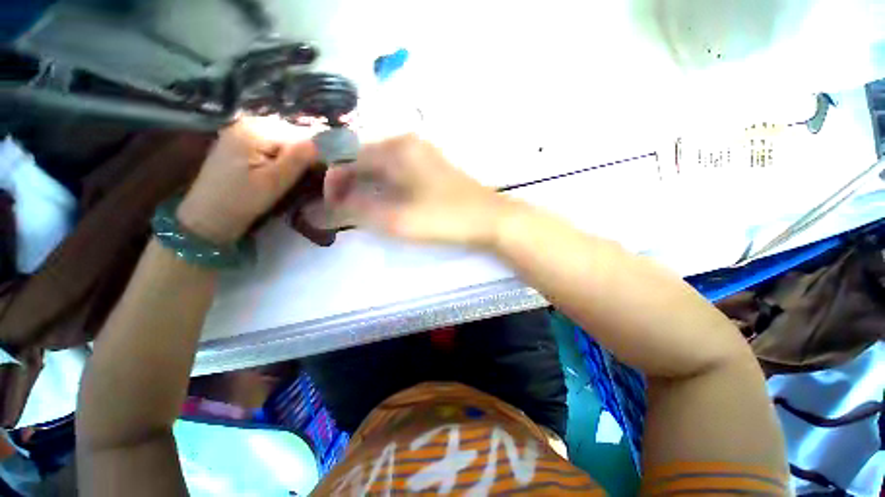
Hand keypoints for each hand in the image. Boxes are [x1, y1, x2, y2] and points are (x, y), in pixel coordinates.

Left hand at [177, 116, 318, 243]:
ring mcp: (241, 131)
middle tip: (302, 178)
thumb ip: (298, 159)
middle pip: (291, 136)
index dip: (312, 154)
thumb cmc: (242, 200)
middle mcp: (248, 123)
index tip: (316, 175)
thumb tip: (321, 144)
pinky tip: (276, 173)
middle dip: (301, 156)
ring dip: (292, 158)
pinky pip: (271, 145)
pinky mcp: (239, 143)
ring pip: (283, 142)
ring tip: (289, 177)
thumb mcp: (275, 181)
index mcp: (256, 129)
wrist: (208, 216)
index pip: (299, 135)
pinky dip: (280, 158)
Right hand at [324, 134, 511, 246]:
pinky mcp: (430, 166)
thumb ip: (356, 212)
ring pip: (379, 165)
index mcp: (395, 148)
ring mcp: (421, 153)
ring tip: (361, 210)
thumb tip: (319, 212)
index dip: (332, 181)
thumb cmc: (444, 218)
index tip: (327, 207)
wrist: (490, 218)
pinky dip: (383, 186)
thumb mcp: (396, 219)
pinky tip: (385, 202)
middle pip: (363, 159)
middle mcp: (406, 142)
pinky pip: (396, 171)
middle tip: (344, 212)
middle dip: (348, 185)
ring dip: (365, 186)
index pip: (347, 156)